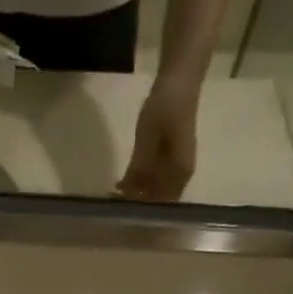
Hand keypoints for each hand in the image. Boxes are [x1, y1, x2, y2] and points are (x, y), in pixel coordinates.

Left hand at [117, 75, 199, 200]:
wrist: (179, 80)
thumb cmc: (165, 106)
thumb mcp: (148, 137)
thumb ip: (140, 167)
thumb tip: (129, 193)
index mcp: (180, 172)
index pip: (160, 203)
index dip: (140, 211)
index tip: (119, 213)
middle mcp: (181, 175)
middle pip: (158, 200)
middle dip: (136, 206)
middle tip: (111, 207)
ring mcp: (177, 167)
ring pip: (155, 190)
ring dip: (135, 195)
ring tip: (113, 197)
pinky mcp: (170, 158)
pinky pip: (154, 179)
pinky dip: (138, 184)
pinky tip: (121, 184)